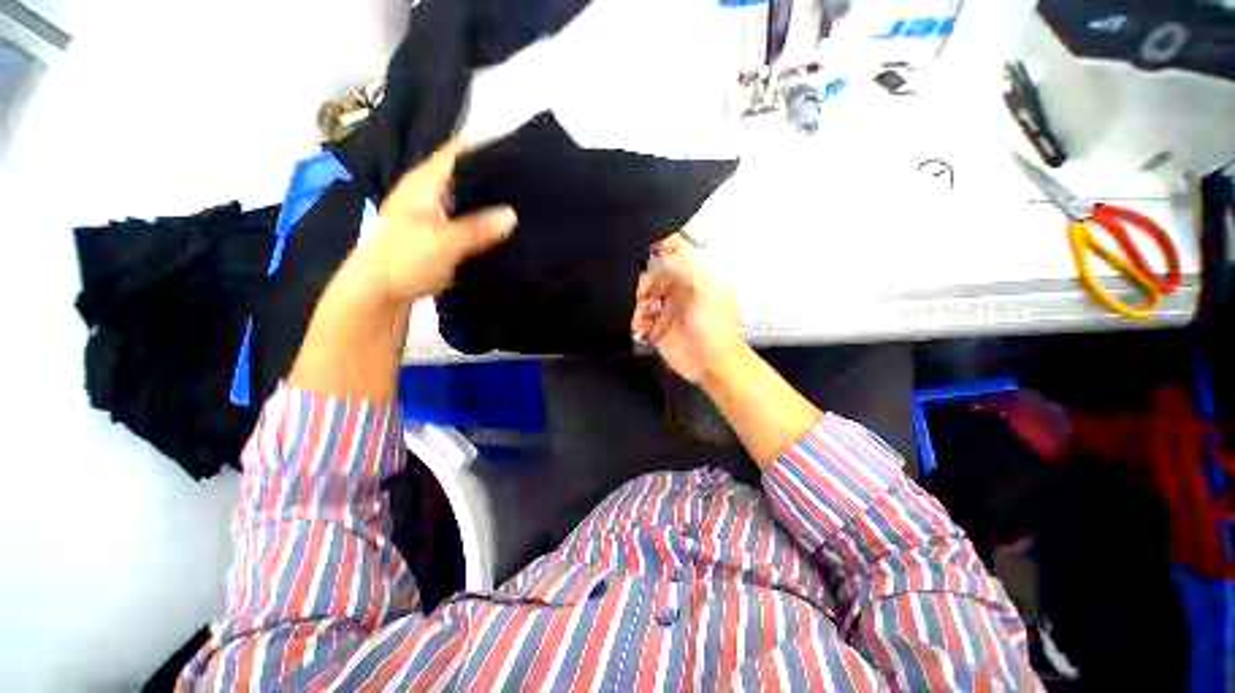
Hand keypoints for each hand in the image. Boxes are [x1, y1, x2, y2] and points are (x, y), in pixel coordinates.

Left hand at [341, 141, 516, 307]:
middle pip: (467, 175)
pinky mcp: (441, 235)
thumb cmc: (404, 260)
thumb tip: (513, 214)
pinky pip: (469, 221)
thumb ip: (478, 227)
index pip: (458, 152)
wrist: (380, 293)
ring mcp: (435, 214)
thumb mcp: (444, 242)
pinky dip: (486, 223)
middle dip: (495, 177)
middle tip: (528, 183)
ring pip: (469, 200)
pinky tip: (506, 230)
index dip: (486, 147)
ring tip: (524, 205)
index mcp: (425, 183)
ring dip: (492, 203)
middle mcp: (431, 193)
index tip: (519, 152)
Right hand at [631, 236, 746, 383]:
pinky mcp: (658, 329)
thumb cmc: (717, 331)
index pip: (672, 258)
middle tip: (639, 298)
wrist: (714, 366)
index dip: (658, 252)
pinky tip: (638, 331)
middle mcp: (679, 292)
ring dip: (636, 308)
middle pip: (651, 279)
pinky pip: (640, 320)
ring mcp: (667, 311)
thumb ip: (687, 271)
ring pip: (642, 299)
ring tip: (639, 320)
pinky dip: (635, 324)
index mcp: (694, 280)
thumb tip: (667, 249)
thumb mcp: (706, 295)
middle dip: (641, 287)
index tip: (644, 252)